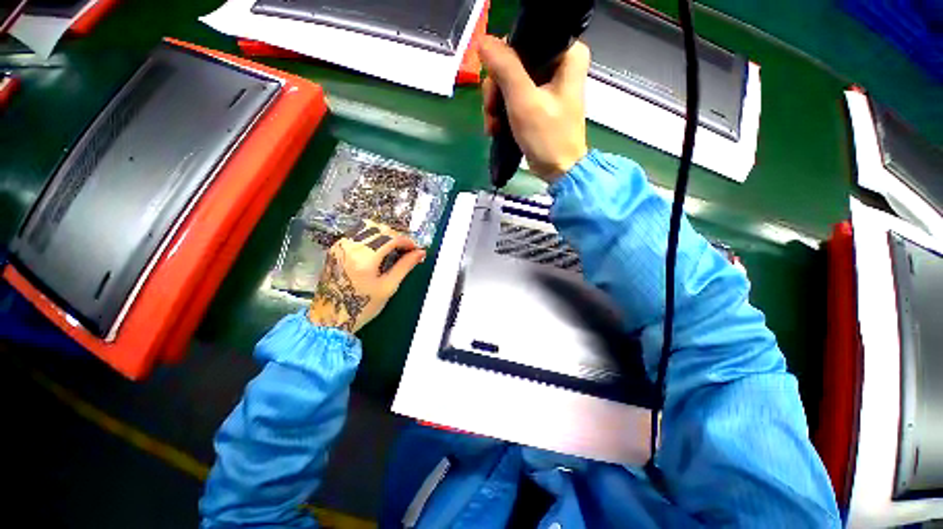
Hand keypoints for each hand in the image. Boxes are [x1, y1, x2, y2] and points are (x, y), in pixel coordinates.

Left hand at [308, 222, 425, 333]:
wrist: (331, 317)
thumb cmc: (363, 307)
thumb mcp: (388, 287)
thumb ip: (405, 266)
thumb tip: (420, 253)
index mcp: (364, 258)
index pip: (390, 238)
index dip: (407, 241)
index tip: (415, 249)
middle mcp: (350, 247)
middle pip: (379, 228)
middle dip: (396, 236)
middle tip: (405, 250)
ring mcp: (340, 246)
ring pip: (367, 227)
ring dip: (384, 234)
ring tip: (392, 248)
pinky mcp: (335, 248)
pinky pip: (357, 233)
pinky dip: (371, 236)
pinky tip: (377, 249)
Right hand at [479, 35, 590, 181]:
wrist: (559, 171)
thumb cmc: (547, 138)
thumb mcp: (524, 102)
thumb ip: (505, 68)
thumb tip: (483, 41)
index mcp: (567, 54)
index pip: (525, 40)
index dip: (502, 61)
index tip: (493, 87)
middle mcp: (560, 62)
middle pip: (514, 62)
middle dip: (497, 90)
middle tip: (490, 112)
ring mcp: (549, 83)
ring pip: (510, 80)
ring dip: (496, 104)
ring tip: (492, 126)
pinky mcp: (540, 100)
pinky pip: (514, 95)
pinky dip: (502, 111)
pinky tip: (496, 127)